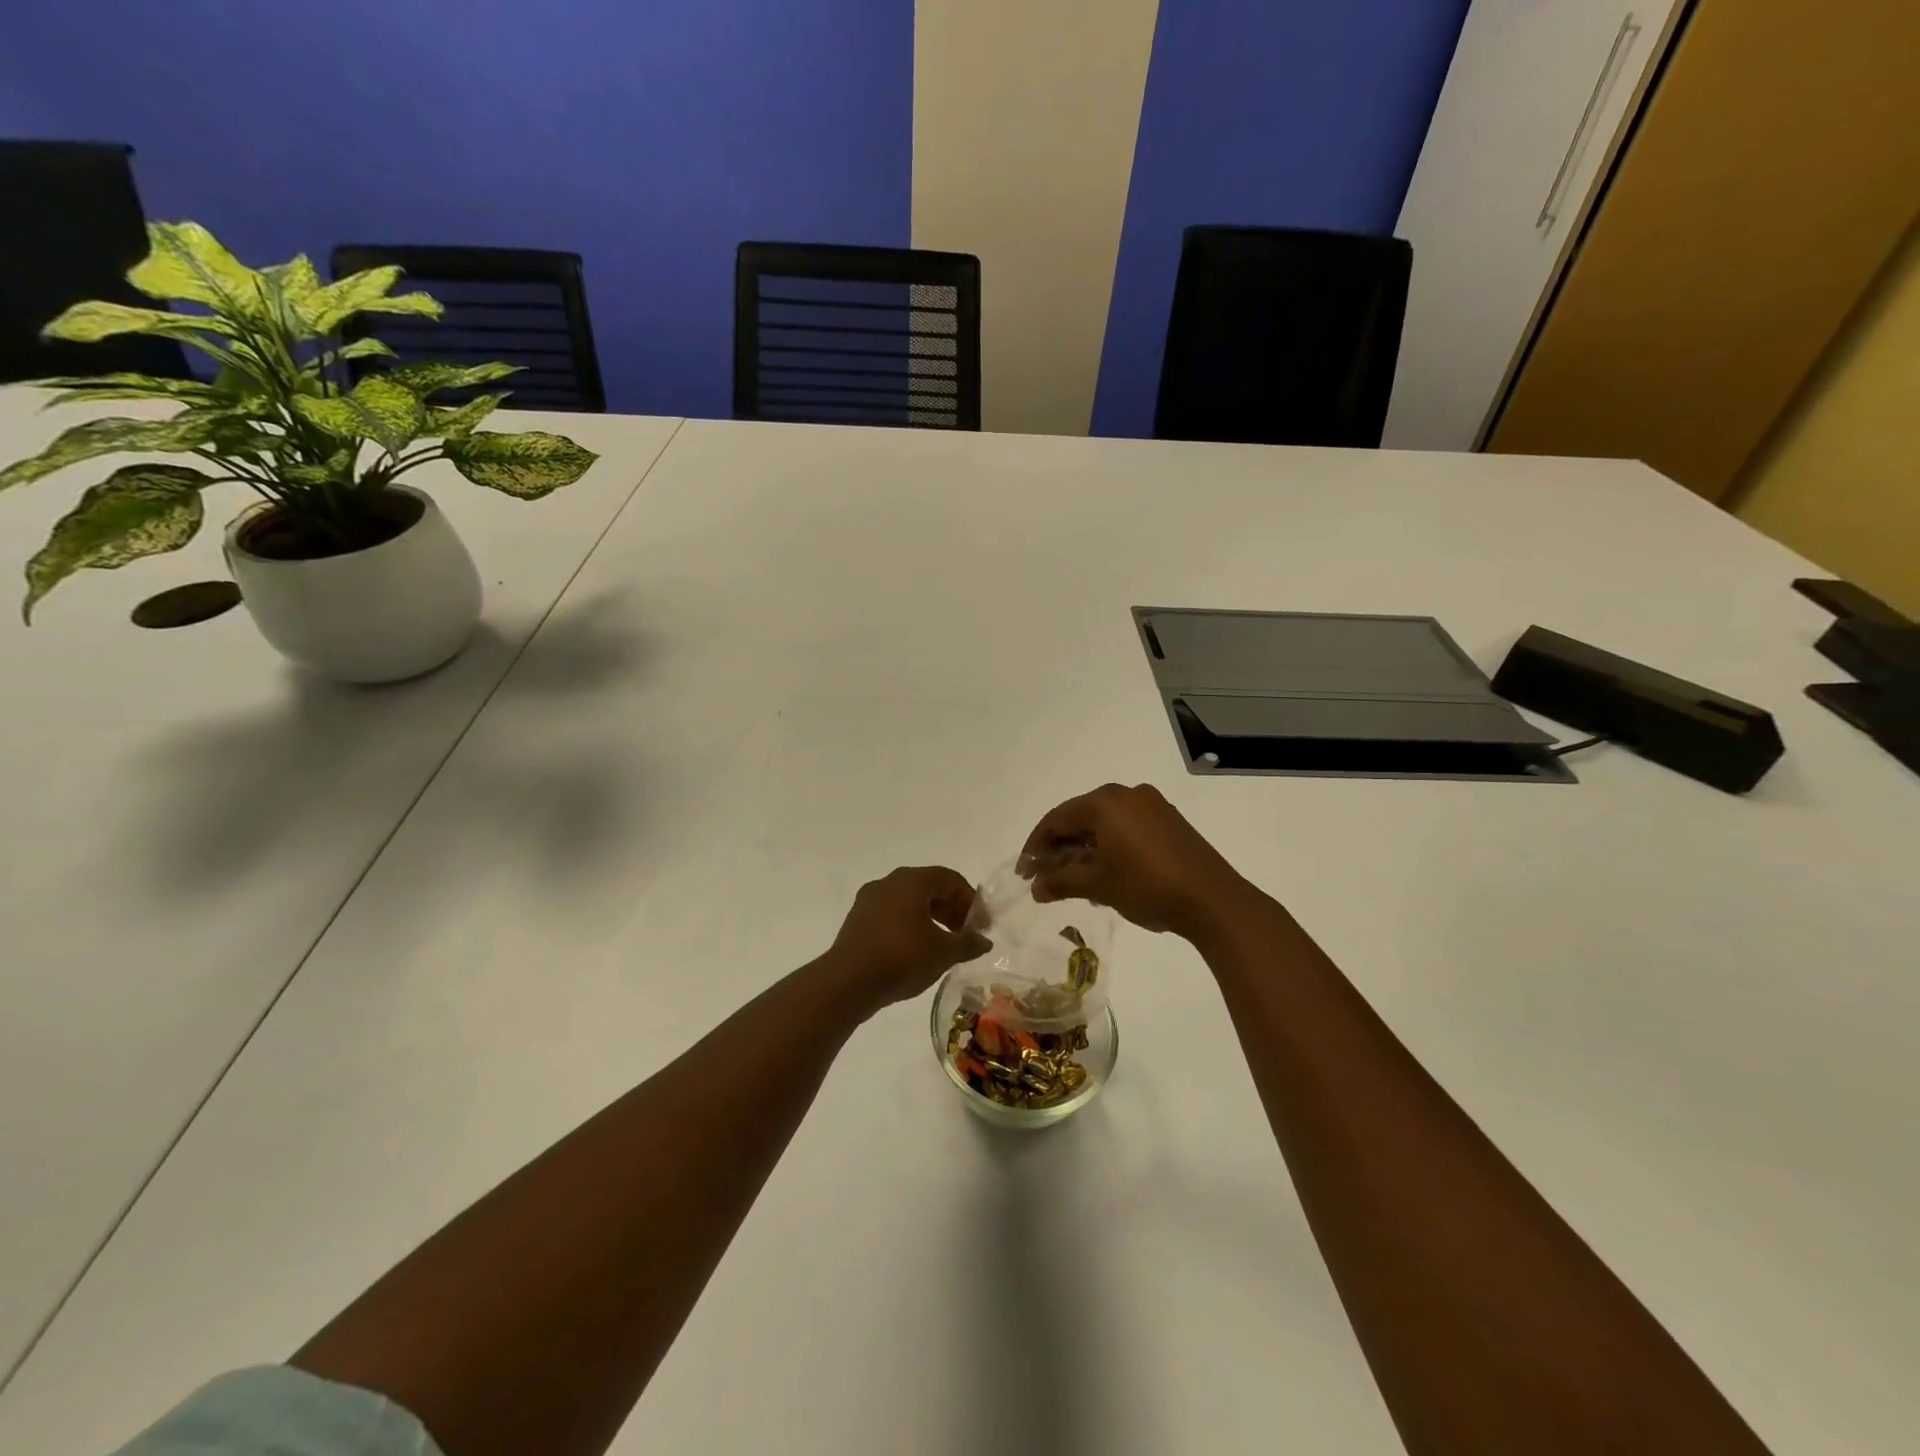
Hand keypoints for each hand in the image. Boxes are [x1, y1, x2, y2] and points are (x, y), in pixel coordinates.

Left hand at [822, 865, 989, 1012]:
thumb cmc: (902, 958)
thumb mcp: (943, 952)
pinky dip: (910, 925)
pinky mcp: (857, 920)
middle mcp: (889, 882)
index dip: (970, 899)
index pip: (949, 879)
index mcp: (911, 880)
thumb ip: (968, 943)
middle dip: (951, 909)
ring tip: (944, 945)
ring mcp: (869, 900)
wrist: (848, 981)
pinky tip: (917, 950)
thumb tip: (984, 941)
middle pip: (928, 887)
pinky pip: (891, 914)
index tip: (981, 924)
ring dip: (931, 918)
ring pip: (908, 901)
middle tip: (965, 934)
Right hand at [1018, 783, 1254, 938]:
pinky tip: (1105, 874)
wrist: (1212, 900)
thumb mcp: (1097, 885)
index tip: (1024, 873)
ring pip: (1104, 824)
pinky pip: (1127, 829)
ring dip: (1084, 850)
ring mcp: (1152, 806)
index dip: (1036, 846)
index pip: (1057, 818)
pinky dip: (1109, 847)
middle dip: (1060, 848)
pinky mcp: (1169, 823)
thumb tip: (1035, 887)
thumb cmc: (1146, 885)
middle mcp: (1127, 794)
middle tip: (1045, 877)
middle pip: (1080, 818)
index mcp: (1105, 801)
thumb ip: (1061, 881)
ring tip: (1073, 881)